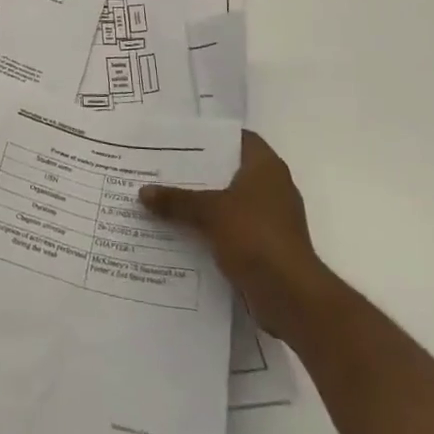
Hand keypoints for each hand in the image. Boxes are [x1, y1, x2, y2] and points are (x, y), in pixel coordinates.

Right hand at [140, 131, 323, 334]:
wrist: (291, 296)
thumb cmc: (255, 236)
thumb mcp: (210, 212)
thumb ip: (176, 200)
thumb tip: (142, 192)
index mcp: (266, 167)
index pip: (238, 139)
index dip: (212, 137)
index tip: (182, 141)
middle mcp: (273, 188)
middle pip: (230, 171)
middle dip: (200, 172)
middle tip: (165, 168)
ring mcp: (272, 219)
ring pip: (230, 202)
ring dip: (205, 204)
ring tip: (167, 199)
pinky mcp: (267, 247)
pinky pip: (233, 229)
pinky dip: (213, 229)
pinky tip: (183, 232)